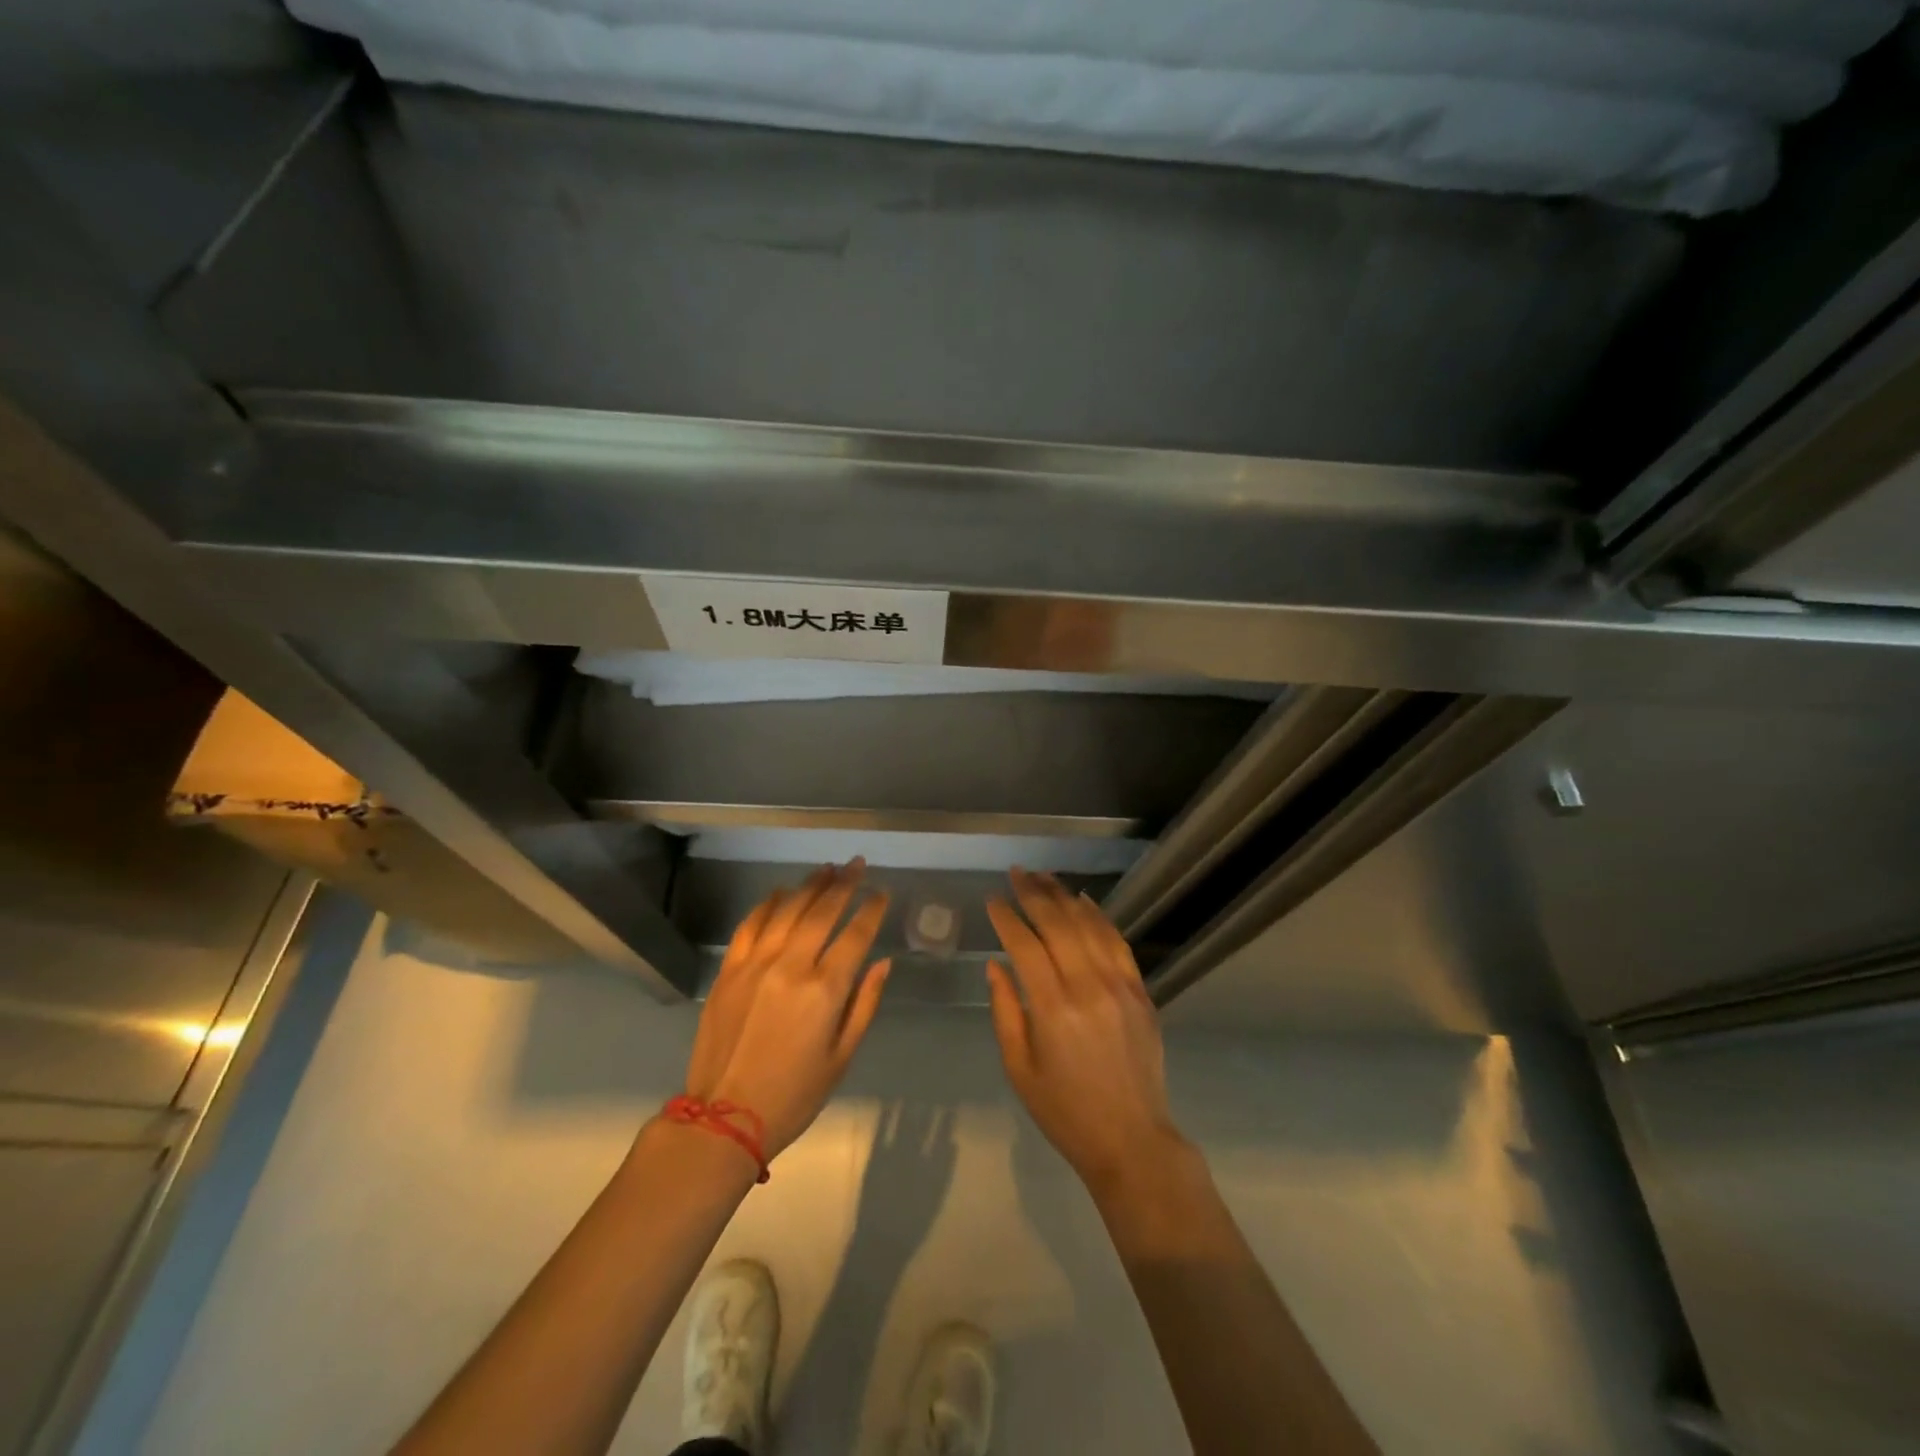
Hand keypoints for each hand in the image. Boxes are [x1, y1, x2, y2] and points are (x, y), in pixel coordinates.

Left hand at [681, 860, 891, 1159]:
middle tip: (857, 864)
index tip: (881, 892)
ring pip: (787, 910)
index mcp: (824, 990)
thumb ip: (865, 1004)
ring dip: (810, 886)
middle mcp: (791, 966)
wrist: (724, 1119)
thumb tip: (883, 963)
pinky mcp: (729, 970)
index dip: (871, 909)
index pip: (856, 935)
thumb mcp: (842, 1057)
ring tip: (827, 869)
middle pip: (822, 911)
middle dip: (844, 884)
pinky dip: (768, 904)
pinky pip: (750, 925)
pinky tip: (781, 892)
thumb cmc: (794, 1094)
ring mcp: (755, 964)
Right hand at [986, 869, 1189, 1195]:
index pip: (1025, 945)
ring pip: (1089, 925)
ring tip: (1043, 876)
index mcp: (1052, 1008)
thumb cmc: (1064, 1110)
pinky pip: (1118, 942)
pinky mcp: (1140, 991)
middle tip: (1016, 872)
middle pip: (1058, 924)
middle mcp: (1087, 986)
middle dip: (1033, 893)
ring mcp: (1119, 985)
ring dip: (1064, 896)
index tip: (992, 899)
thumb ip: (1004, 1011)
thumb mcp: (1019, 1068)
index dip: (1006, 917)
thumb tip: (995, 965)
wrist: (1131, 1139)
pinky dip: (1099, 916)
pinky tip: (1083, 900)